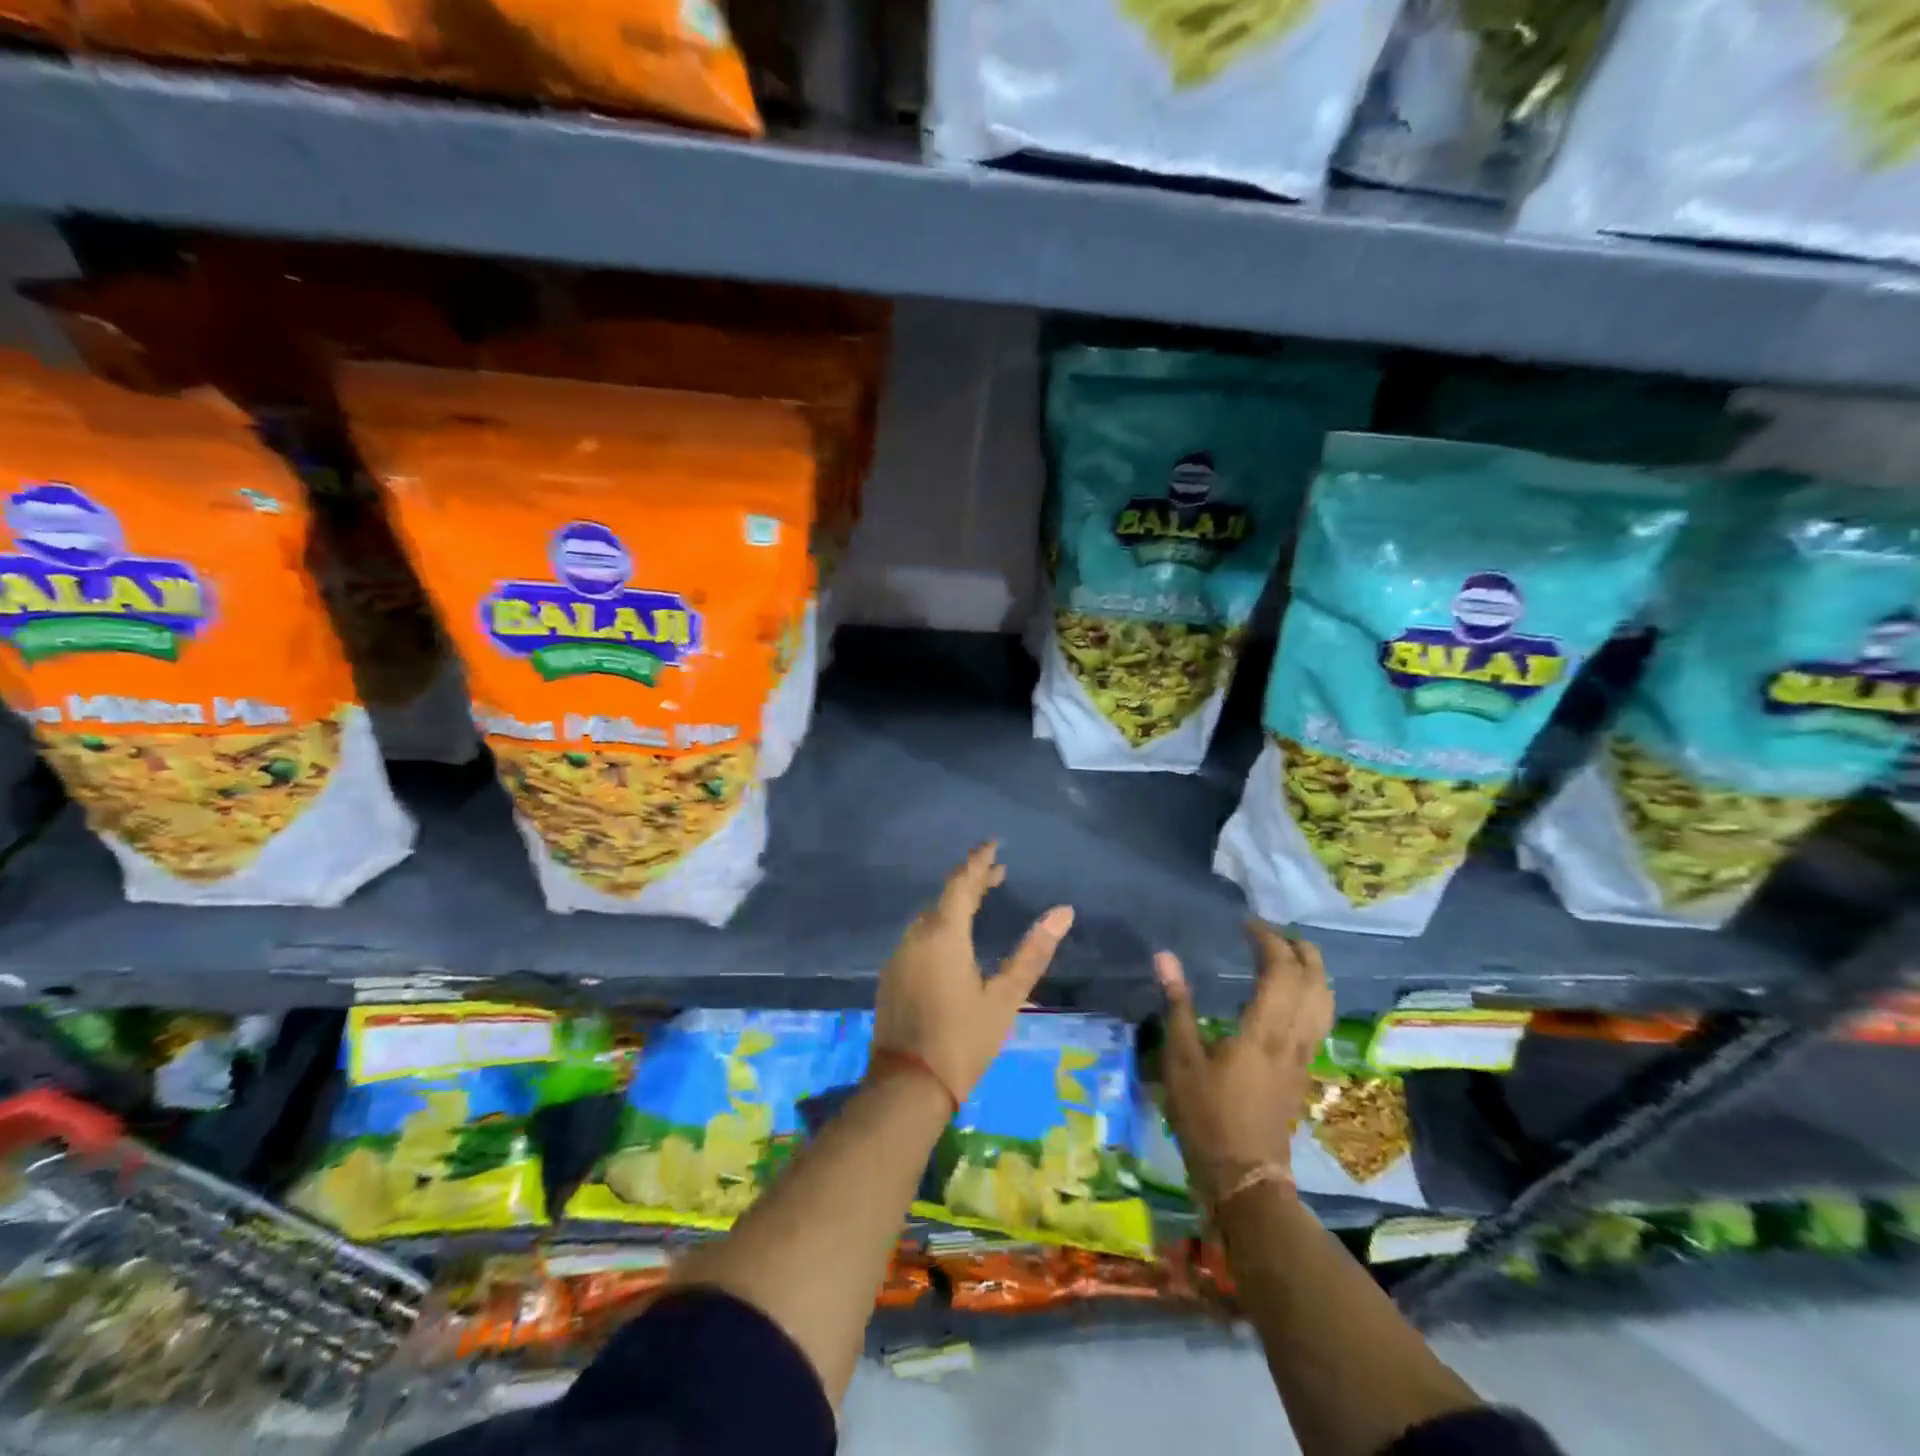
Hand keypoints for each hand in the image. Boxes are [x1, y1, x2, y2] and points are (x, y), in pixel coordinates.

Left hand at [873, 843, 1074, 1104]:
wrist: (907, 1087)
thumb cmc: (963, 1040)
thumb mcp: (1005, 997)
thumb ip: (1032, 952)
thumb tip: (1063, 912)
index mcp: (943, 934)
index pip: (962, 882)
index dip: (979, 861)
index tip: (993, 844)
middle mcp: (916, 936)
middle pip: (944, 897)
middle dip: (971, 882)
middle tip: (997, 875)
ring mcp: (899, 955)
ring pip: (929, 918)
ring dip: (954, 905)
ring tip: (979, 903)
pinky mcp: (891, 975)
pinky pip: (918, 937)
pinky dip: (938, 927)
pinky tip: (952, 941)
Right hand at [1154, 923, 1332, 1206]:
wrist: (1244, 1175)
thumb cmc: (1207, 1115)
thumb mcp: (1181, 1058)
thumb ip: (1177, 1004)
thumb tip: (1165, 956)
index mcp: (1265, 1030)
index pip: (1282, 971)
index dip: (1269, 941)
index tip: (1247, 924)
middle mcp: (1293, 1037)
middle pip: (1315, 982)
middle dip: (1300, 949)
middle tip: (1271, 933)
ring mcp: (1304, 1055)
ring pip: (1325, 1002)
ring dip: (1312, 971)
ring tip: (1286, 955)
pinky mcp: (1304, 1070)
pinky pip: (1319, 1019)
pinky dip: (1311, 993)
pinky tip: (1289, 995)